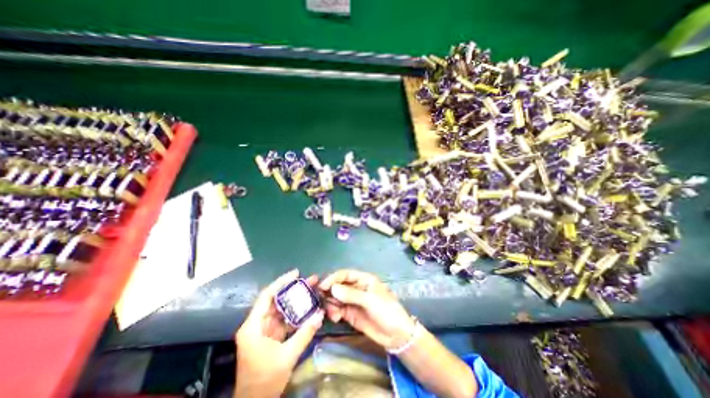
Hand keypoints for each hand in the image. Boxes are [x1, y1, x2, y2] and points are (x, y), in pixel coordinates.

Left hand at [235, 268, 323, 396]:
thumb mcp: (287, 356)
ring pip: (281, 309)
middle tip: (309, 281)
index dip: (281, 282)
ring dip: (295, 301)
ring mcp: (263, 330)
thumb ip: (305, 333)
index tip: (296, 273)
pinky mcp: (270, 336)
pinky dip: (295, 314)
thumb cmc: (265, 381)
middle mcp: (256, 324)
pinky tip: (307, 308)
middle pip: (275, 300)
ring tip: (311, 290)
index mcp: (253, 327)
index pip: (267, 296)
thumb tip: (320, 314)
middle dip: (293, 289)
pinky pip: (283, 319)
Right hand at [317, 271, 413, 350]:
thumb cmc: (387, 311)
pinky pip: (338, 310)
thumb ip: (351, 294)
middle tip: (320, 299)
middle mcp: (357, 288)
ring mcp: (353, 301)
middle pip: (339, 285)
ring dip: (331, 304)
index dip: (333, 278)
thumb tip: (332, 289)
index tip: (322, 286)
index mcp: (364, 279)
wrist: (396, 335)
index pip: (345, 274)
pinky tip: (336, 318)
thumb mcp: (370, 300)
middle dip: (329, 291)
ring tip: (332, 313)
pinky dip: (334, 312)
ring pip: (337, 298)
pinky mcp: (351, 314)